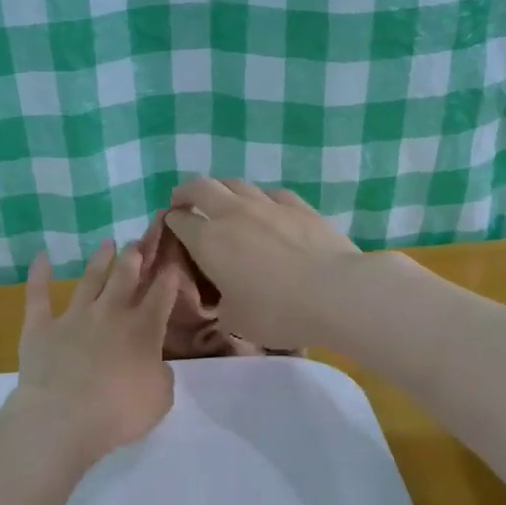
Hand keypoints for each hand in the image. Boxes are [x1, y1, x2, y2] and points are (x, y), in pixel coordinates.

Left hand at [11, 241, 178, 464]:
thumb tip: (154, 364)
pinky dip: (39, 274)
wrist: (63, 418)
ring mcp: (73, 316)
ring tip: (107, 243)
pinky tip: (42, 256)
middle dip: (134, 259)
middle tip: (137, 245)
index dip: (168, 279)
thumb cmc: (119, 412)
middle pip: (125, 277)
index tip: (171, 266)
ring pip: (89, 279)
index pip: (161, 296)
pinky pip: (38, 294)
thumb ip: (161, 374)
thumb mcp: (160, 398)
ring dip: (100, 260)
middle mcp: (110, 313)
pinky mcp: (40, 326)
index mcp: (144, 330)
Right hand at [163, 179, 362, 348]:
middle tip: (184, 203)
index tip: (172, 230)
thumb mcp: (236, 321)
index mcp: (208, 242)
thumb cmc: (277, 312)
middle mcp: (232, 214)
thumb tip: (225, 300)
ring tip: (222, 203)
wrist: (334, 293)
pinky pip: (270, 193)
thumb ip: (222, 306)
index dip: (171, 223)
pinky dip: (259, 198)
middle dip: (186, 193)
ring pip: (235, 183)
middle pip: (200, 188)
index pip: (178, 221)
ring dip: (221, 190)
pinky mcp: (298, 205)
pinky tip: (265, 208)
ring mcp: (267, 205)